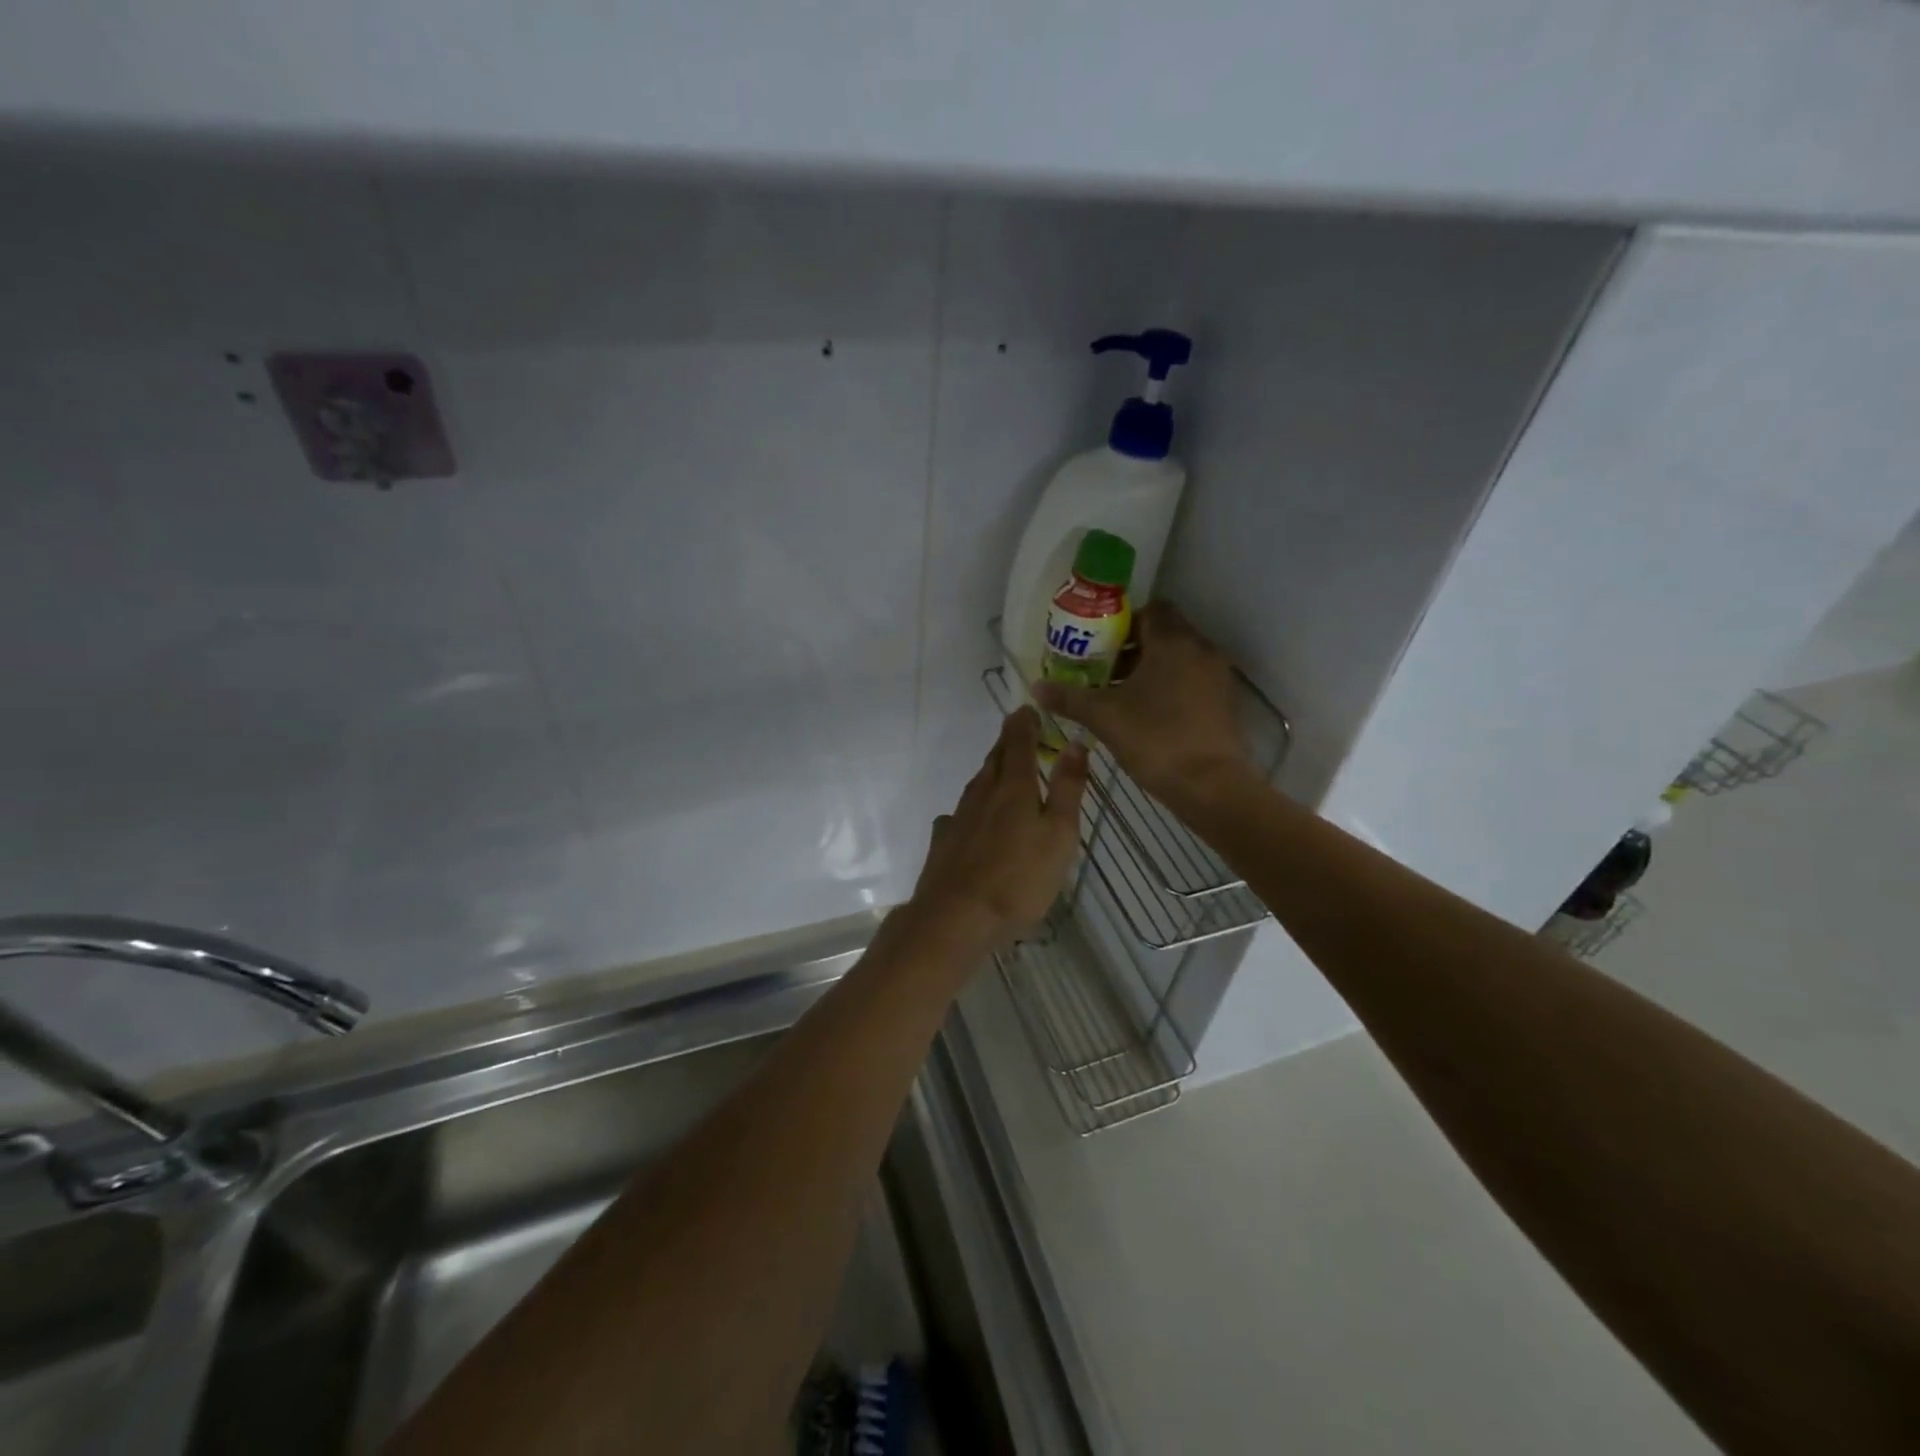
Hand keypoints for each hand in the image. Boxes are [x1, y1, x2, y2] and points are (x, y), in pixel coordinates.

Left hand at [907, 707, 1087, 948]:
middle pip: (995, 759)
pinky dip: (973, 808)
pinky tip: (972, 819)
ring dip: (991, 771)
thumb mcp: (1059, 834)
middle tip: (1018, 731)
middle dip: (1007, 742)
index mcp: (1014, 788)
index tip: (1028, 708)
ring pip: (977, 784)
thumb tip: (1075, 742)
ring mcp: (959, 817)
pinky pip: (960, 813)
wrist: (956, 917)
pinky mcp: (944, 841)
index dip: (1024, 724)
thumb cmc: (1019, 878)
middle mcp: (982, 794)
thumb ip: (1067, 788)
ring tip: (1002, 769)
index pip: (1019, 743)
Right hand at [1032, 601, 1251, 807]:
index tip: (1098, 644)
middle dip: (1131, 648)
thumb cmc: (1154, 738)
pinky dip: (1169, 687)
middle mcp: (1200, 649)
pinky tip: (1144, 714)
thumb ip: (1068, 697)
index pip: (1150, 609)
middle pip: (1163, 634)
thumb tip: (1036, 687)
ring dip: (1149, 669)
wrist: (1209, 785)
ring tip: (1117, 694)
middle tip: (1100, 670)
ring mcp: (1217, 676)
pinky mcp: (1224, 702)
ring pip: (1178, 659)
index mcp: (1172, 641)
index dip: (1122, 622)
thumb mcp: (1103, 716)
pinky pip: (1191, 681)